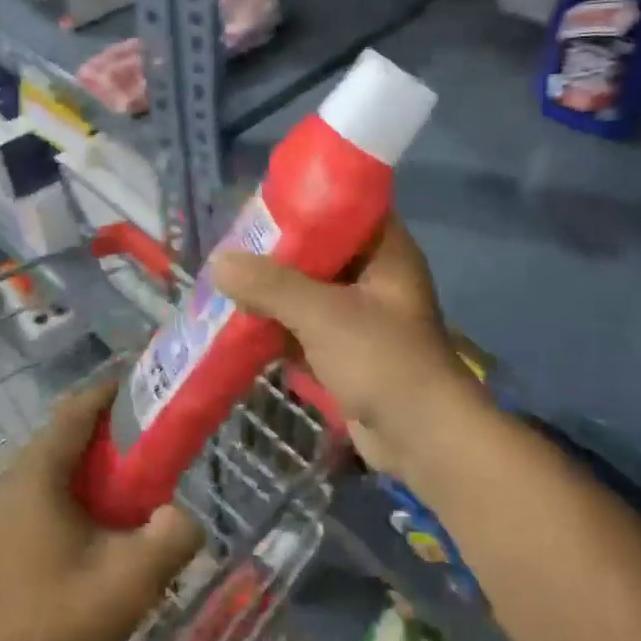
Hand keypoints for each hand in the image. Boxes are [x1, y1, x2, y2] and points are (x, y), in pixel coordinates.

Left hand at [0, 380, 204, 640]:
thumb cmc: (68, 621)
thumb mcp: (137, 575)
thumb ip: (175, 532)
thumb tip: (180, 515)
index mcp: (35, 479)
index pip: (74, 413)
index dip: (110, 393)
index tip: (146, 390)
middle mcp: (9, 485)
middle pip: (61, 434)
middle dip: (105, 428)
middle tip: (150, 437)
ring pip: (50, 463)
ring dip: (90, 459)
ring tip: (133, 473)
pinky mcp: (0, 537)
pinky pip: (41, 489)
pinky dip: (73, 484)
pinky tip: (102, 513)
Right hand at [212, 215, 479, 481]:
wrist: (422, 439)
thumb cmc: (382, 361)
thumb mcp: (323, 314)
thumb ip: (271, 285)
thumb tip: (219, 262)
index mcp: (385, 251)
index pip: (345, 207)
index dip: (306, 201)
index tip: (261, 203)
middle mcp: (375, 277)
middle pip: (320, 251)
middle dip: (277, 252)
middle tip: (232, 245)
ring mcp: (361, 316)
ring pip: (309, 292)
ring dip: (272, 292)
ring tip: (225, 281)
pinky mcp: (347, 351)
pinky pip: (306, 327)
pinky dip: (278, 326)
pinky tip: (239, 323)